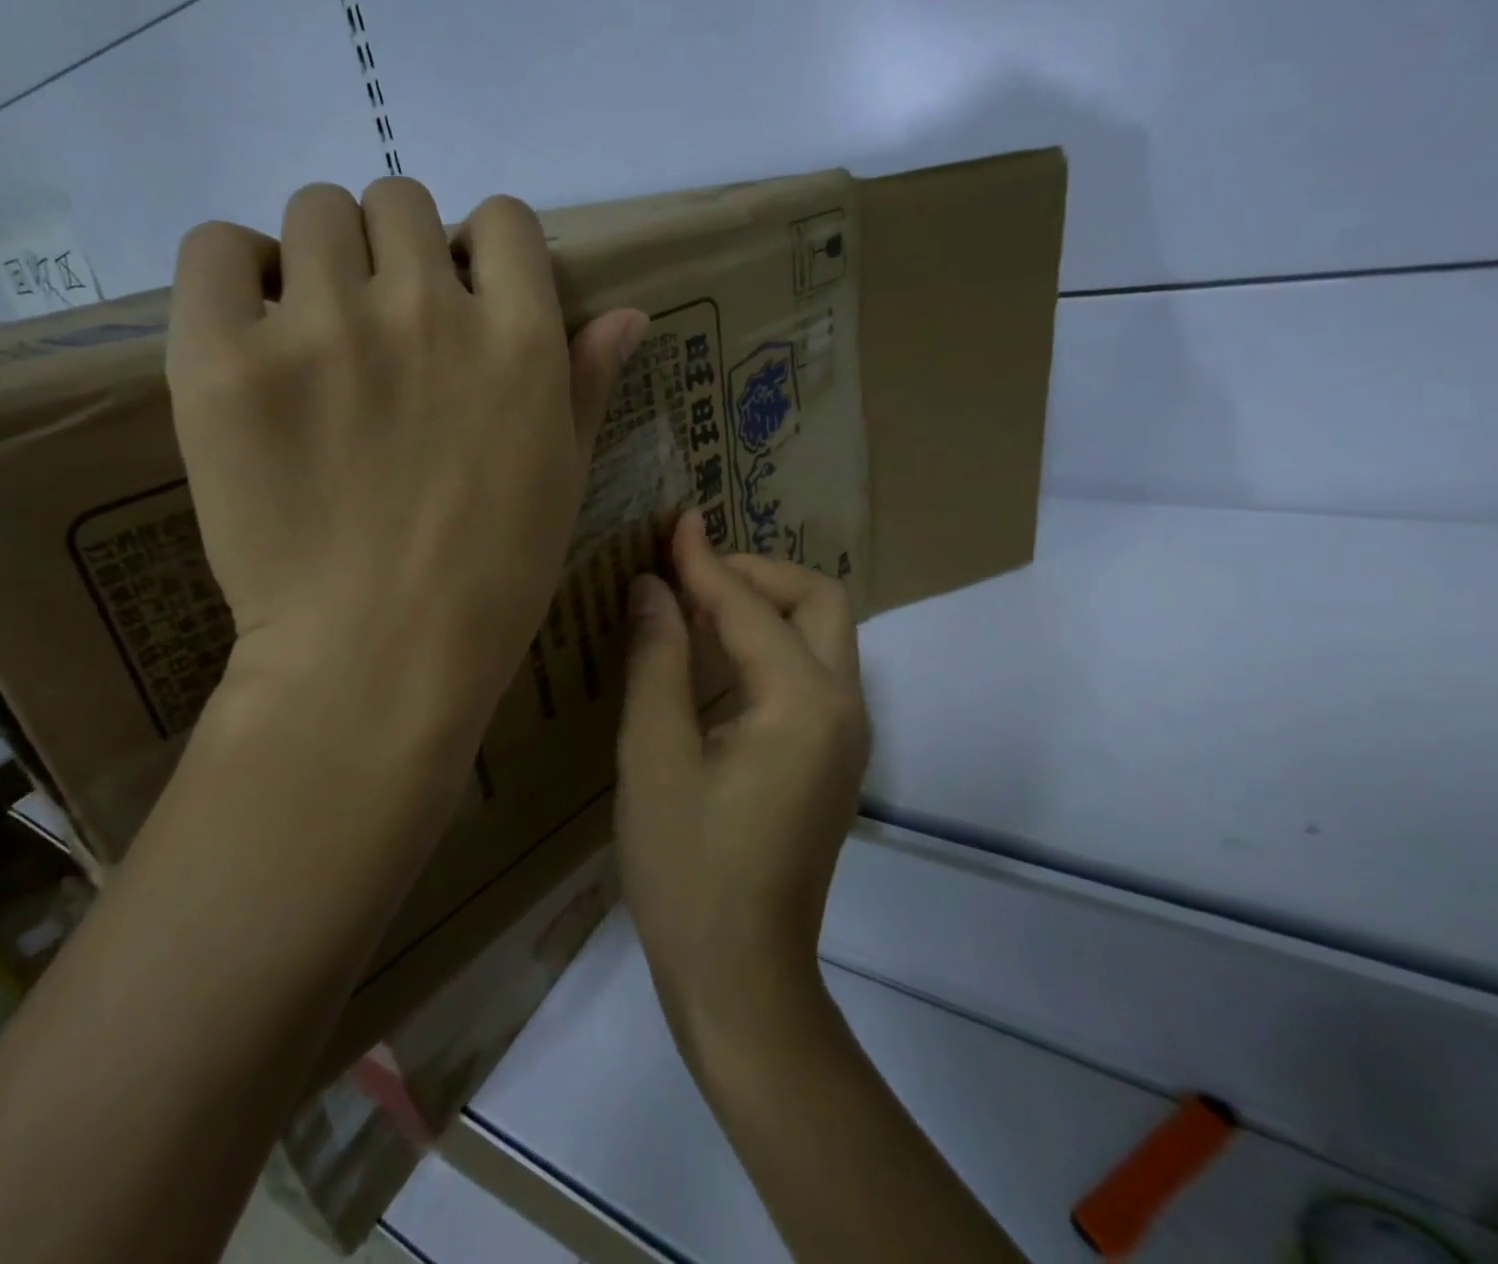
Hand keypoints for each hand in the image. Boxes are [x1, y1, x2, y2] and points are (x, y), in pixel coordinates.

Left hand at [167, 179, 645, 754]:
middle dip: (395, 253)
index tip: (460, 299)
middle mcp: (427, 309)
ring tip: (311, 336)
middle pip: (400, 202)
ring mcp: (323, 328)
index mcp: (519, 339)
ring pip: (314, 212)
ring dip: (319, 260)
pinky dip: (231, 273)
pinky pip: (215, 247)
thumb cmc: (490, 582)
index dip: (480, 252)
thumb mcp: (562, 480)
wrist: (378, 659)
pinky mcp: (226, 359)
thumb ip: (587, 384)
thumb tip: (628, 314)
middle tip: (378, 330)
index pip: (503, 220)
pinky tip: (249, 336)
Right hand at [617, 511, 870, 1030]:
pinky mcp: (831, 757)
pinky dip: (765, 643)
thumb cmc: (687, 869)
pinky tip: (714, 654)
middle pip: (817, 601)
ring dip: (761, 604)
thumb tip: (652, 587)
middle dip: (754, 573)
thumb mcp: (654, 755)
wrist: (741, 977)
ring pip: (818, 634)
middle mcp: (843, 706)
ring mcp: (845, 735)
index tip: (672, 520)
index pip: (750, 605)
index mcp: (803, 703)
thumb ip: (657, 658)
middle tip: (687, 574)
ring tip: (693, 600)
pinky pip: (807, 672)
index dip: (703, 560)